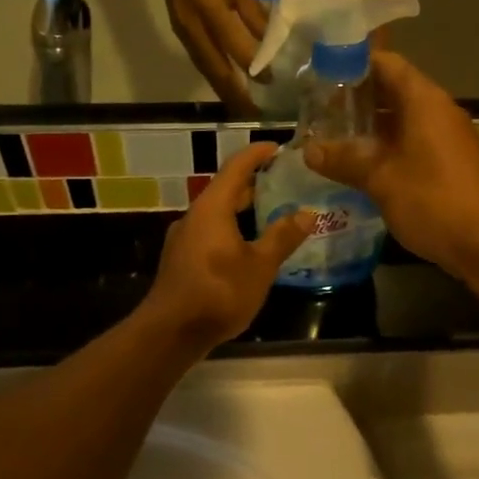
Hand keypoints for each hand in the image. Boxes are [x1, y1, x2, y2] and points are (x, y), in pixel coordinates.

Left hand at [140, 143, 313, 350]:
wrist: (171, 331)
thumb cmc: (218, 292)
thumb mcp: (260, 266)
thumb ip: (283, 237)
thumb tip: (307, 213)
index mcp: (212, 208)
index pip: (235, 168)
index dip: (256, 154)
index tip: (277, 147)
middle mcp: (194, 216)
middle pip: (224, 189)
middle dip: (252, 183)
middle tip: (282, 181)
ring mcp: (184, 239)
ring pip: (216, 214)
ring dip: (241, 209)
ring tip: (270, 213)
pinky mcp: (181, 260)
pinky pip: (209, 232)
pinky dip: (231, 228)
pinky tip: (247, 246)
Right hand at [150, 0, 268, 109]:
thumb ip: (252, 8)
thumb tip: (270, 39)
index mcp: (208, 4)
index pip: (232, 43)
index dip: (252, 64)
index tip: (272, 80)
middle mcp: (191, 24)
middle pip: (214, 67)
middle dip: (234, 93)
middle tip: (253, 113)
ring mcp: (182, 30)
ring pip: (205, 68)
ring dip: (223, 90)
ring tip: (241, 108)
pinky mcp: (180, 32)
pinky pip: (200, 61)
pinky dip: (215, 77)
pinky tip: (227, 86)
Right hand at [303, 53, 478, 277]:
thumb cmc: (432, 201)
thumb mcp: (380, 179)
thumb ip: (344, 160)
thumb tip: (308, 150)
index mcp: (423, 101)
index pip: (386, 63)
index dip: (353, 64)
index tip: (320, 74)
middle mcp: (437, 111)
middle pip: (392, 89)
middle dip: (355, 98)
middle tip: (317, 111)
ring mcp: (445, 137)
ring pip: (400, 119)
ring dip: (368, 126)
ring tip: (330, 137)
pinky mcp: (448, 162)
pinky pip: (410, 141)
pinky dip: (384, 145)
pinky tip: (358, 164)